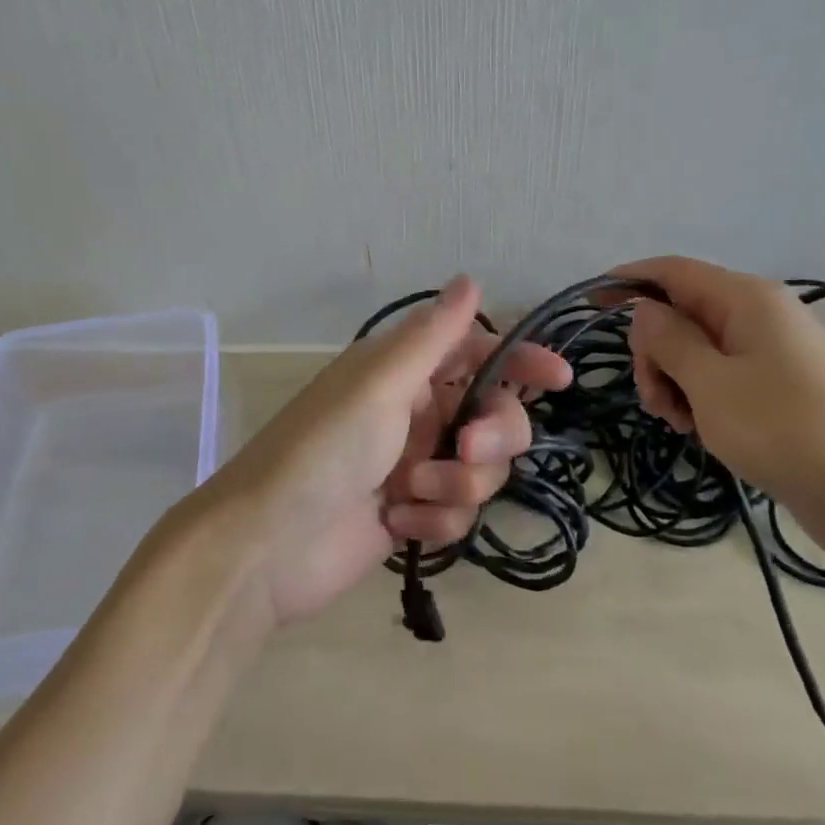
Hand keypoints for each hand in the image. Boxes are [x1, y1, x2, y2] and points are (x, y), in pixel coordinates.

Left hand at [205, 275, 571, 626]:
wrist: (266, 546)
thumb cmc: (323, 450)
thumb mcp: (380, 383)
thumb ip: (433, 336)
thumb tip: (469, 279)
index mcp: (404, 371)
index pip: (477, 352)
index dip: (520, 361)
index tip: (558, 379)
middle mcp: (414, 412)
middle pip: (493, 416)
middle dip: (493, 436)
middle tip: (466, 451)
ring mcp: (414, 466)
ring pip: (480, 470)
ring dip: (456, 485)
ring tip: (409, 495)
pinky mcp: (412, 514)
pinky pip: (456, 513)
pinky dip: (434, 520)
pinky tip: (397, 525)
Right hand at [613, 257, 824, 568]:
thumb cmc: (783, 428)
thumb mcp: (709, 382)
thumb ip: (667, 339)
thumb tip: (644, 311)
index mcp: (744, 299)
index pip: (672, 271)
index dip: (627, 280)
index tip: (589, 305)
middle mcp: (757, 316)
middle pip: (680, 314)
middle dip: (653, 351)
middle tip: (652, 398)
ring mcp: (769, 353)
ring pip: (695, 350)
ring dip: (672, 380)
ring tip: (678, 422)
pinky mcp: (775, 388)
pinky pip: (718, 377)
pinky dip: (697, 396)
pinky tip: (698, 429)